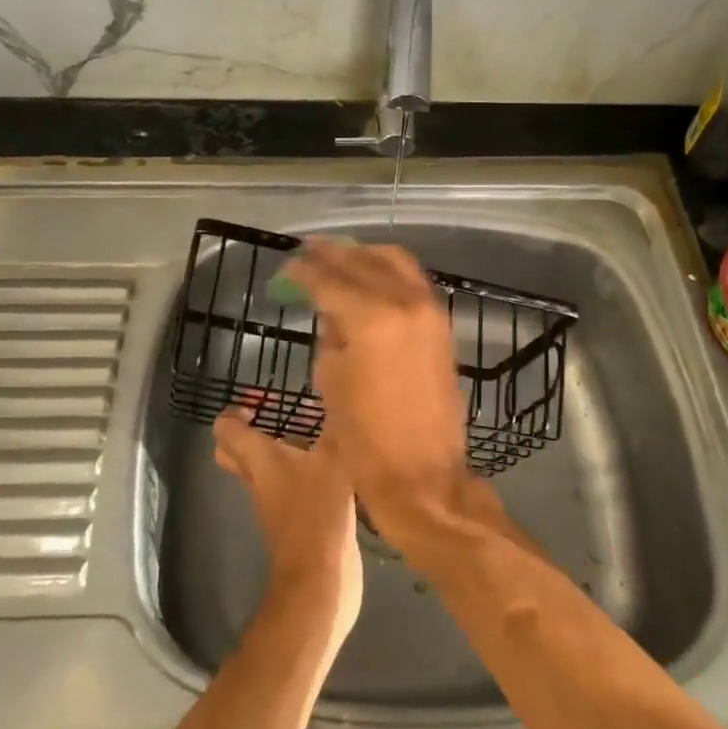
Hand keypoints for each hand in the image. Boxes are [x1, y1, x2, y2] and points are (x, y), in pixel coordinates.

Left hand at [213, 405, 362, 650]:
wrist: (320, 579)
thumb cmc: (318, 511)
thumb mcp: (333, 459)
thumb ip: (335, 427)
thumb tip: (340, 395)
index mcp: (259, 460)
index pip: (225, 431)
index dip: (234, 413)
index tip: (259, 403)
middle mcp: (259, 480)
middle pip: (234, 454)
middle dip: (249, 432)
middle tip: (277, 416)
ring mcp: (275, 504)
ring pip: (263, 471)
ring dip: (281, 451)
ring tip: (315, 432)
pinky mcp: (294, 520)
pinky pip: (288, 487)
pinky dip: (302, 473)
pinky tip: (332, 464)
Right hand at [280, 239, 473, 545]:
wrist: (423, 475)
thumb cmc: (365, 439)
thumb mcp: (332, 381)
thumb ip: (331, 334)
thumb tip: (332, 311)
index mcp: (370, 318)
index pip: (328, 279)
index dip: (302, 271)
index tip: (285, 269)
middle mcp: (403, 302)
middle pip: (362, 261)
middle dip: (331, 254)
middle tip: (307, 252)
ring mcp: (428, 309)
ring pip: (394, 260)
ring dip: (363, 255)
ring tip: (338, 257)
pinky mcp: (441, 322)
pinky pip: (412, 279)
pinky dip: (389, 270)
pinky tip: (370, 277)